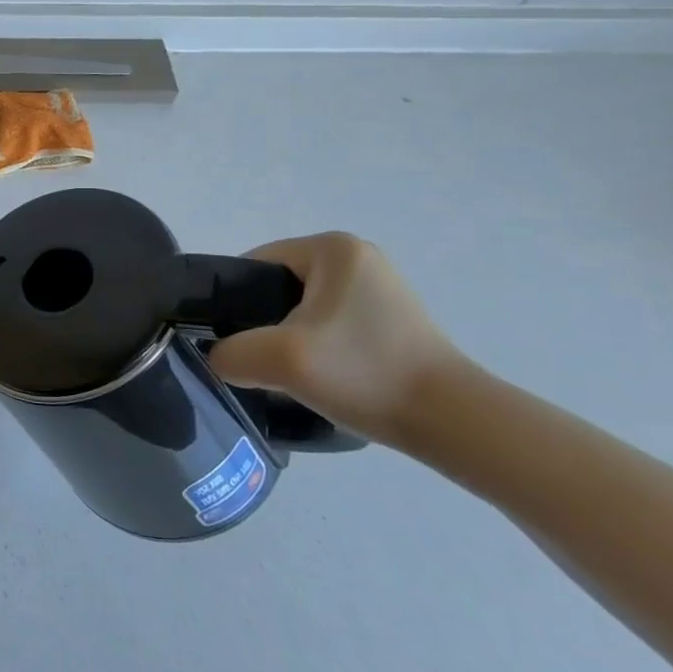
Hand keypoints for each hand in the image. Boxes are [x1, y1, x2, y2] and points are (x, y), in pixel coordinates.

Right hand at [206, 232, 465, 448]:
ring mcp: (377, 288)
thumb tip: (219, 358)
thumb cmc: (364, 373)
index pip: (253, 264)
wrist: (453, 423)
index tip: (228, 340)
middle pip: (275, 287)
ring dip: (285, 339)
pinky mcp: (390, 319)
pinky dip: (314, 348)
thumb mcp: (278, 360)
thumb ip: (228, 353)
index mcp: (332, 248)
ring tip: (285, 373)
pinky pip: (328, 325)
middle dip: (260, 323)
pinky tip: (318, 377)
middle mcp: (356, 257)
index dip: (231, 302)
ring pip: (300, 310)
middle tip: (256, 360)